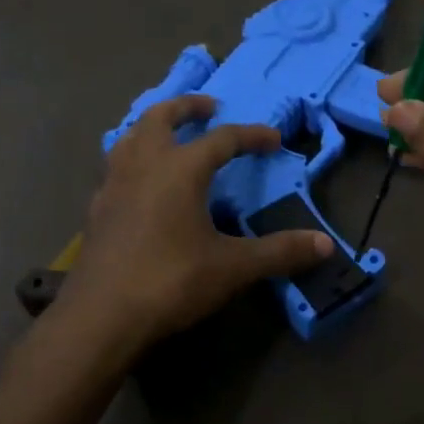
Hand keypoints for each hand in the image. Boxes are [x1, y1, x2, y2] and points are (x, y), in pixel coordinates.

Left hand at [59, 94, 332, 351]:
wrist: (101, 316)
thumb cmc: (171, 282)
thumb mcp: (232, 267)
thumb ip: (279, 252)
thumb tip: (326, 245)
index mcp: (180, 169)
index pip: (223, 139)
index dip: (251, 135)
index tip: (274, 139)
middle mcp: (143, 165)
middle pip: (160, 117)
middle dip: (186, 107)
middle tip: (208, 107)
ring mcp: (113, 185)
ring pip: (130, 137)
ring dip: (152, 127)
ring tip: (169, 134)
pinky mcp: (97, 209)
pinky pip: (115, 166)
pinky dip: (132, 158)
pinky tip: (140, 182)